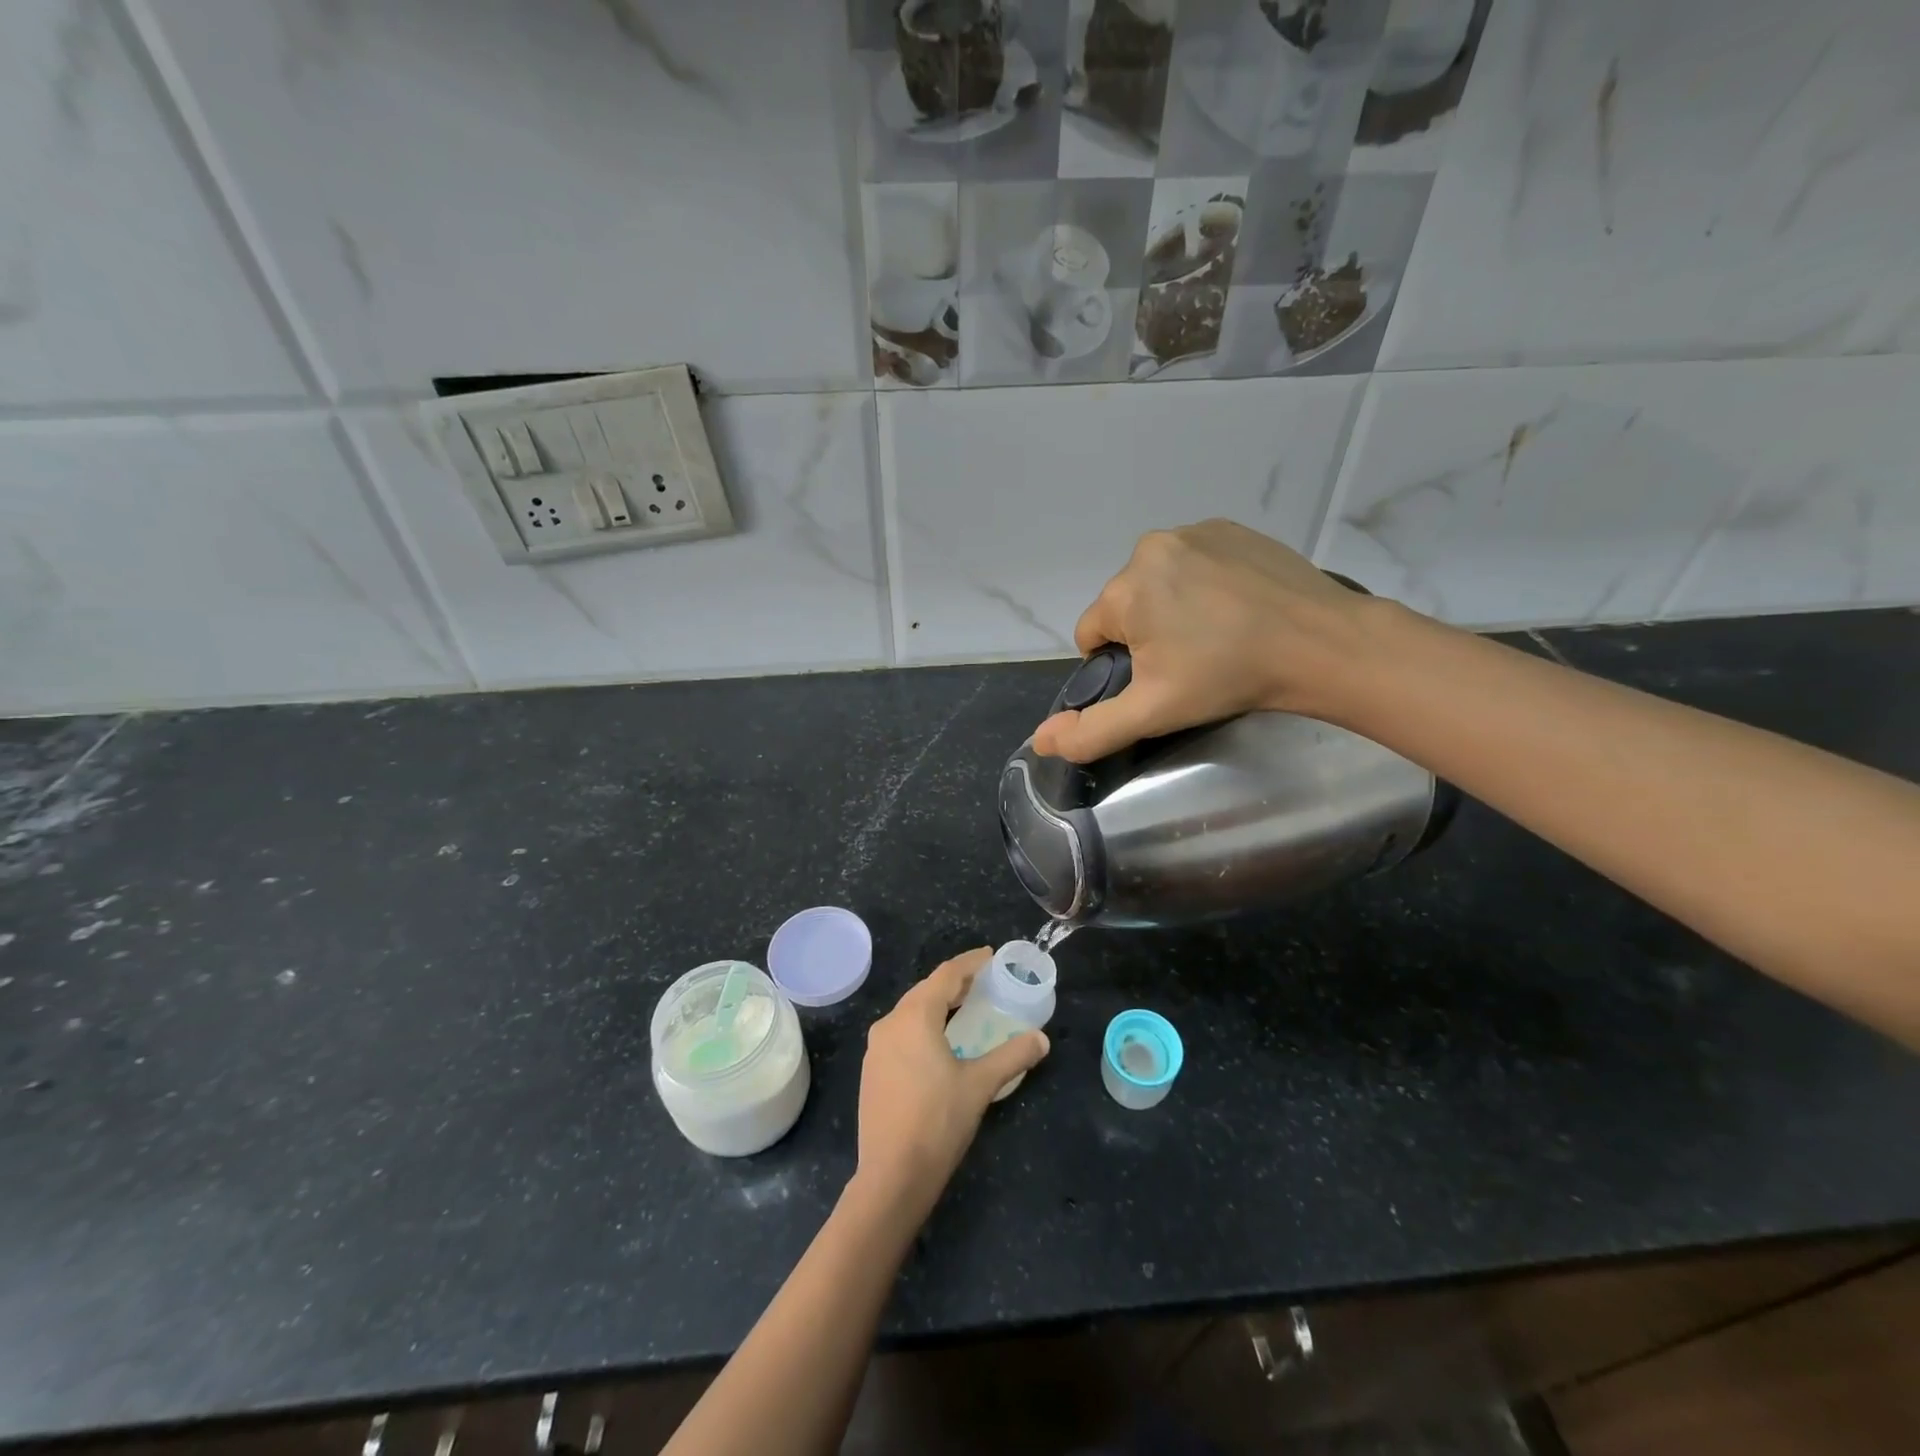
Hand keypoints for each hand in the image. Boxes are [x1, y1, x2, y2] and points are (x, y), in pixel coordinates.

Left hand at [854, 948, 1049, 1217]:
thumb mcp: (980, 1085)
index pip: (945, 975)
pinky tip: (939, 1042)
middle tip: (983, 982)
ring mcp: (876, 1048)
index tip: (990, 956)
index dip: (969, 963)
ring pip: (910, 1012)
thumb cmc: (938, 1122)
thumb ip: (1012, 1056)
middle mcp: (890, 1023)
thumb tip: (1041, 1039)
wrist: (891, 1177)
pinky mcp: (872, 1070)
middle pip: (925, 990)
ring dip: (937, 1005)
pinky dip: (923, 1026)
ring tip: (964, 1008)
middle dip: (954, 983)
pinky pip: (901, 1033)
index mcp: (914, 1017)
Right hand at [1031, 520, 1382, 762]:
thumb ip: (1091, 730)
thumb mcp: (1153, 712)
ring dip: (1172, 606)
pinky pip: (1193, 561)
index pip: (1091, 634)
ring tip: (1216, 634)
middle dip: (1145, 633)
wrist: (1321, 644)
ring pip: (1158, 581)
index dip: (1117, 664)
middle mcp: (1150, 548)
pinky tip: (1235, 606)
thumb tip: (1040, 740)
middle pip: (1125, 604)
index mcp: (1125, 590)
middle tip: (1190, 661)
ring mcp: (1194, 532)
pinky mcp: (1230, 528)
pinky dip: (1202, 583)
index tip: (1160, 678)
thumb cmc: (1228, 677)